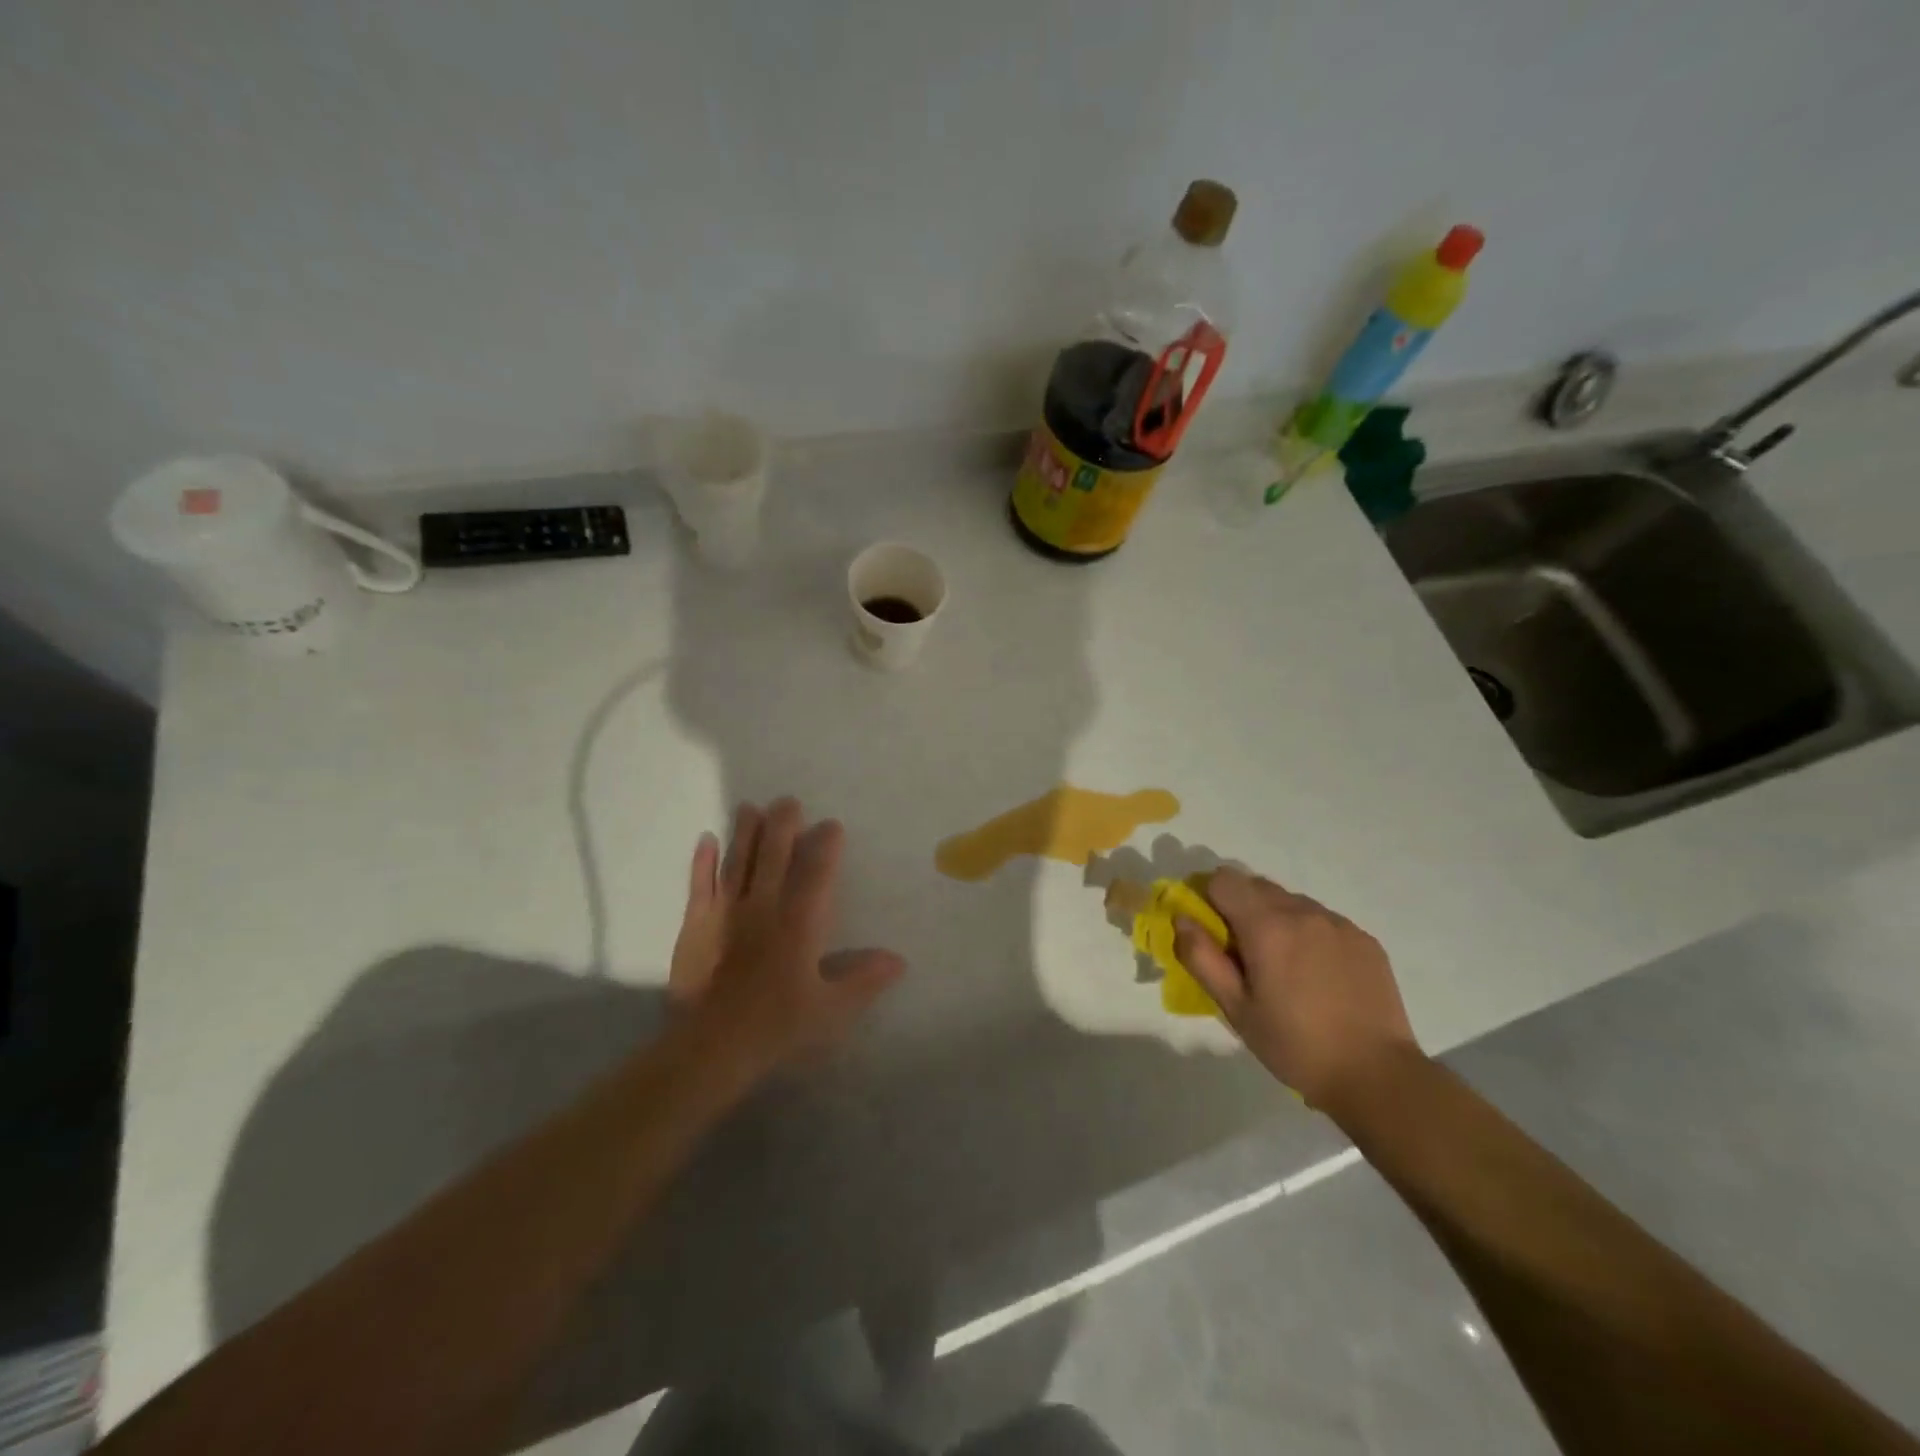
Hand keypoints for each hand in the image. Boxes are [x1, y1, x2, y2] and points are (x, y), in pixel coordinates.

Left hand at [671, 799, 903, 1083]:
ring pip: (738, 861)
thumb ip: (864, 979)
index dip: (826, 847)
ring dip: (746, 832)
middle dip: (783, 826)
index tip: (832, 825)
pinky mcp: (696, 925)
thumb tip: (899, 959)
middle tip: (788, 801)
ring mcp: (726, 913)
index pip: (816, 874)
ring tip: (751, 806)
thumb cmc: (777, 1027)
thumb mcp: (831, 1009)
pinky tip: (706, 838)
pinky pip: (700, 885)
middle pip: (774, 856)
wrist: (711, 1048)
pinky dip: (703, 861)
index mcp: (799, 924)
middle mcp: (763, 907)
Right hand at [1174, 867, 1421, 1111]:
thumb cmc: (1294, 1045)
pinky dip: (1309, 934)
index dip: (1208, 899)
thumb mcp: (1235, 1008)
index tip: (1212, 932)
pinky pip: (1322, 920)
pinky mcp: (1364, 939)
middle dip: (1240, 909)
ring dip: (1276, 920)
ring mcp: (1338, 923)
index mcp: (1266, 926)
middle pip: (1256, 886)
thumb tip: (1182, 918)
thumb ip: (1201, 957)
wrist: (1376, 1076)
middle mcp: (1303, 911)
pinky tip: (1318, 976)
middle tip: (1245, 955)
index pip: (1223, 879)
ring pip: (1291, 902)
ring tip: (1285, 968)